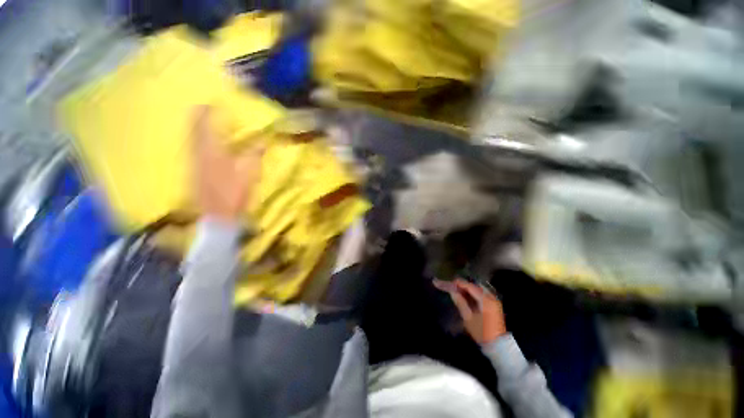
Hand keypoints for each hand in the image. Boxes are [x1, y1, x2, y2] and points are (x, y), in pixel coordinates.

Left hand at [192, 106, 264, 221]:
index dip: (208, 112)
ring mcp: (194, 163)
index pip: (206, 125)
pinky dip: (197, 142)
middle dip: (198, 117)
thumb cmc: (234, 192)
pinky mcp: (194, 172)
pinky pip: (193, 150)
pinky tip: (202, 144)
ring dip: (196, 128)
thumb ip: (255, 154)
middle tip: (203, 108)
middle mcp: (198, 153)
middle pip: (194, 130)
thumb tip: (263, 141)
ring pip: (192, 139)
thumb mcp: (249, 173)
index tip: (213, 102)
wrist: (217, 215)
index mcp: (212, 151)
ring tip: (201, 121)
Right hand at [436, 278, 506, 344]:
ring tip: (459, 292)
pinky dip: (474, 294)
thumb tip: (452, 291)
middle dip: (464, 285)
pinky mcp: (495, 305)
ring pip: (479, 290)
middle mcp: (492, 297)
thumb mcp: (468, 317)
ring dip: (469, 289)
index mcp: (486, 300)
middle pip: (475, 286)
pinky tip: (467, 297)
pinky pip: (483, 294)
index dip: (460, 283)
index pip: (471, 287)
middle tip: (454, 287)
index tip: (450, 282)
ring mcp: (494, 301)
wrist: (497, 346)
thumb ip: (460, 302)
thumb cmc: (481, 332)